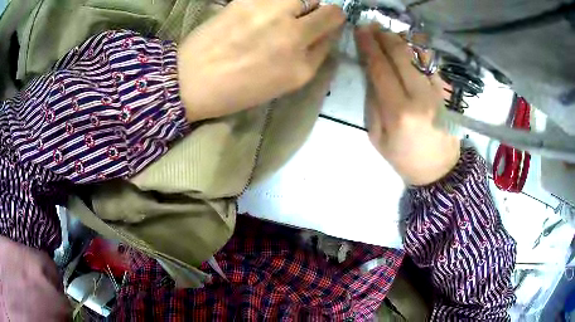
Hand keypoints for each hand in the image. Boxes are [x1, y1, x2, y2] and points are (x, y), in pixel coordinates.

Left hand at [177, 0, 344, 121]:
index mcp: (302, 66)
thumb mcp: (282, 83)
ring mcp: (271, 14)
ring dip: (300, 3)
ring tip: (279, 13)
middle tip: (302, 17)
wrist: (191, 81)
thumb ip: (309, 57)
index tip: (319, 27)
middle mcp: (293, 36)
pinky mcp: (247, 1)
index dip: (328, 28)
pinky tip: (260, 12)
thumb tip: (323, 33)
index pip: (333, 35)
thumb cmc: (235, 89)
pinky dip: (274, 3)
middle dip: (323, 13)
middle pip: (330, 11)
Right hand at [355, 26, 459, 185]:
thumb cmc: (404, 158)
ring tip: (388, 33)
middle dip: (384, 36)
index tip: (360, 30)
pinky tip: (407, 47)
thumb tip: (371, 72)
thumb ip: (373, 102)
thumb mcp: (378, 137)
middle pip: (401, 55)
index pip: (380, 69)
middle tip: (372, 26)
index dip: (368, 46)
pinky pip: (430, 64)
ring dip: (401, 40)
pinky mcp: (446, 92)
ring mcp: (437, 92)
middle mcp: (421, 97)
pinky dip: (417, 51)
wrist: (440, 170)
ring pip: (418, 55)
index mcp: (399, 112)